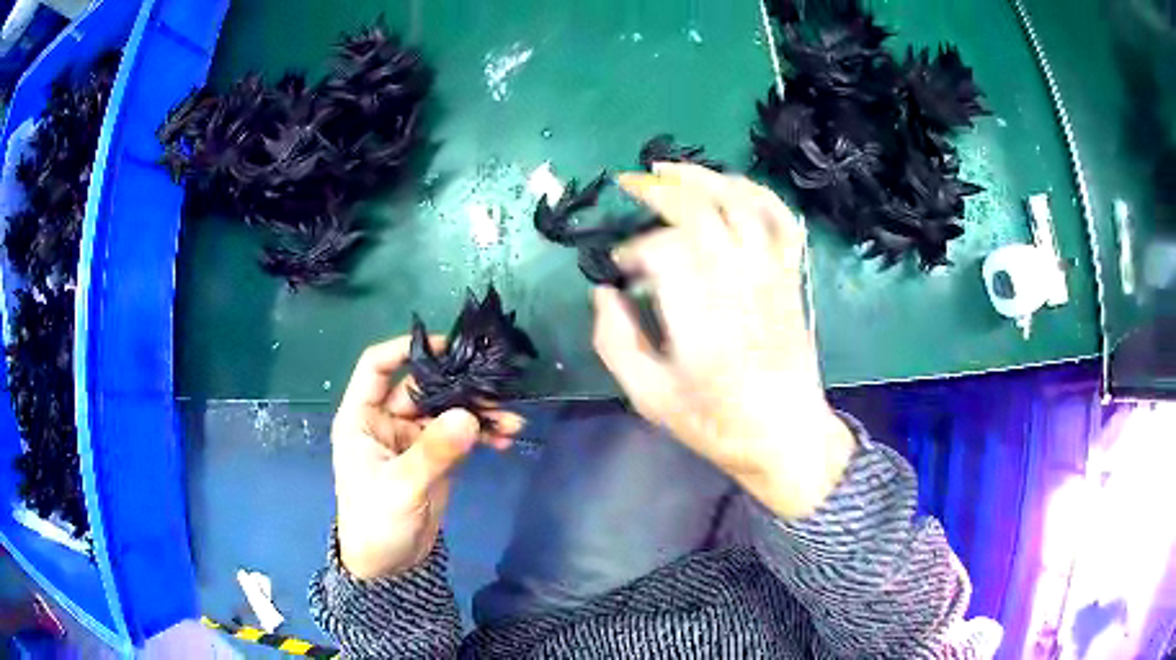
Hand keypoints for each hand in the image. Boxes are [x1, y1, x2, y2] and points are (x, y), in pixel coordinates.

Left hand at [331, 336, 522, 579]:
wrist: (390, 565)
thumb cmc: (376, 521)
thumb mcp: (401, 487)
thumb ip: (433, 452)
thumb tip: (469, 416)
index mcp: (362, 417)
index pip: (376, 367)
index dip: (405, 348)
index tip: (445, 344)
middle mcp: (387, 420)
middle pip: (424, 387)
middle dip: (459, 386)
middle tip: (496, 391)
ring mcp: (414, 438)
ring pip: (448, 410)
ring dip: (478, 411)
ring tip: (511, 420)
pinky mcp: (436, 456)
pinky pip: (462, 434)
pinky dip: (483, 433)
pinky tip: (505, 438)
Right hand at [593, 163, 854, 519]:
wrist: (786, 437)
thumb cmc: (716, 423)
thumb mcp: (650, 398)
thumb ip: (616, 343)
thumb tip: (603, 293)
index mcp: (701, 318)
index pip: (664, 251)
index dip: (635, 250)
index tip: (621, 269)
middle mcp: (739, 284)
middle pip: (702, 211)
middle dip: (660, 189)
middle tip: (629, 183)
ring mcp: (771, 275)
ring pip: (742, 203)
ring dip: (703, 177)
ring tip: (670, 168)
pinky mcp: (791, 277)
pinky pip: (781, 220)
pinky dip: (757, 193)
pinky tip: (732, 185)